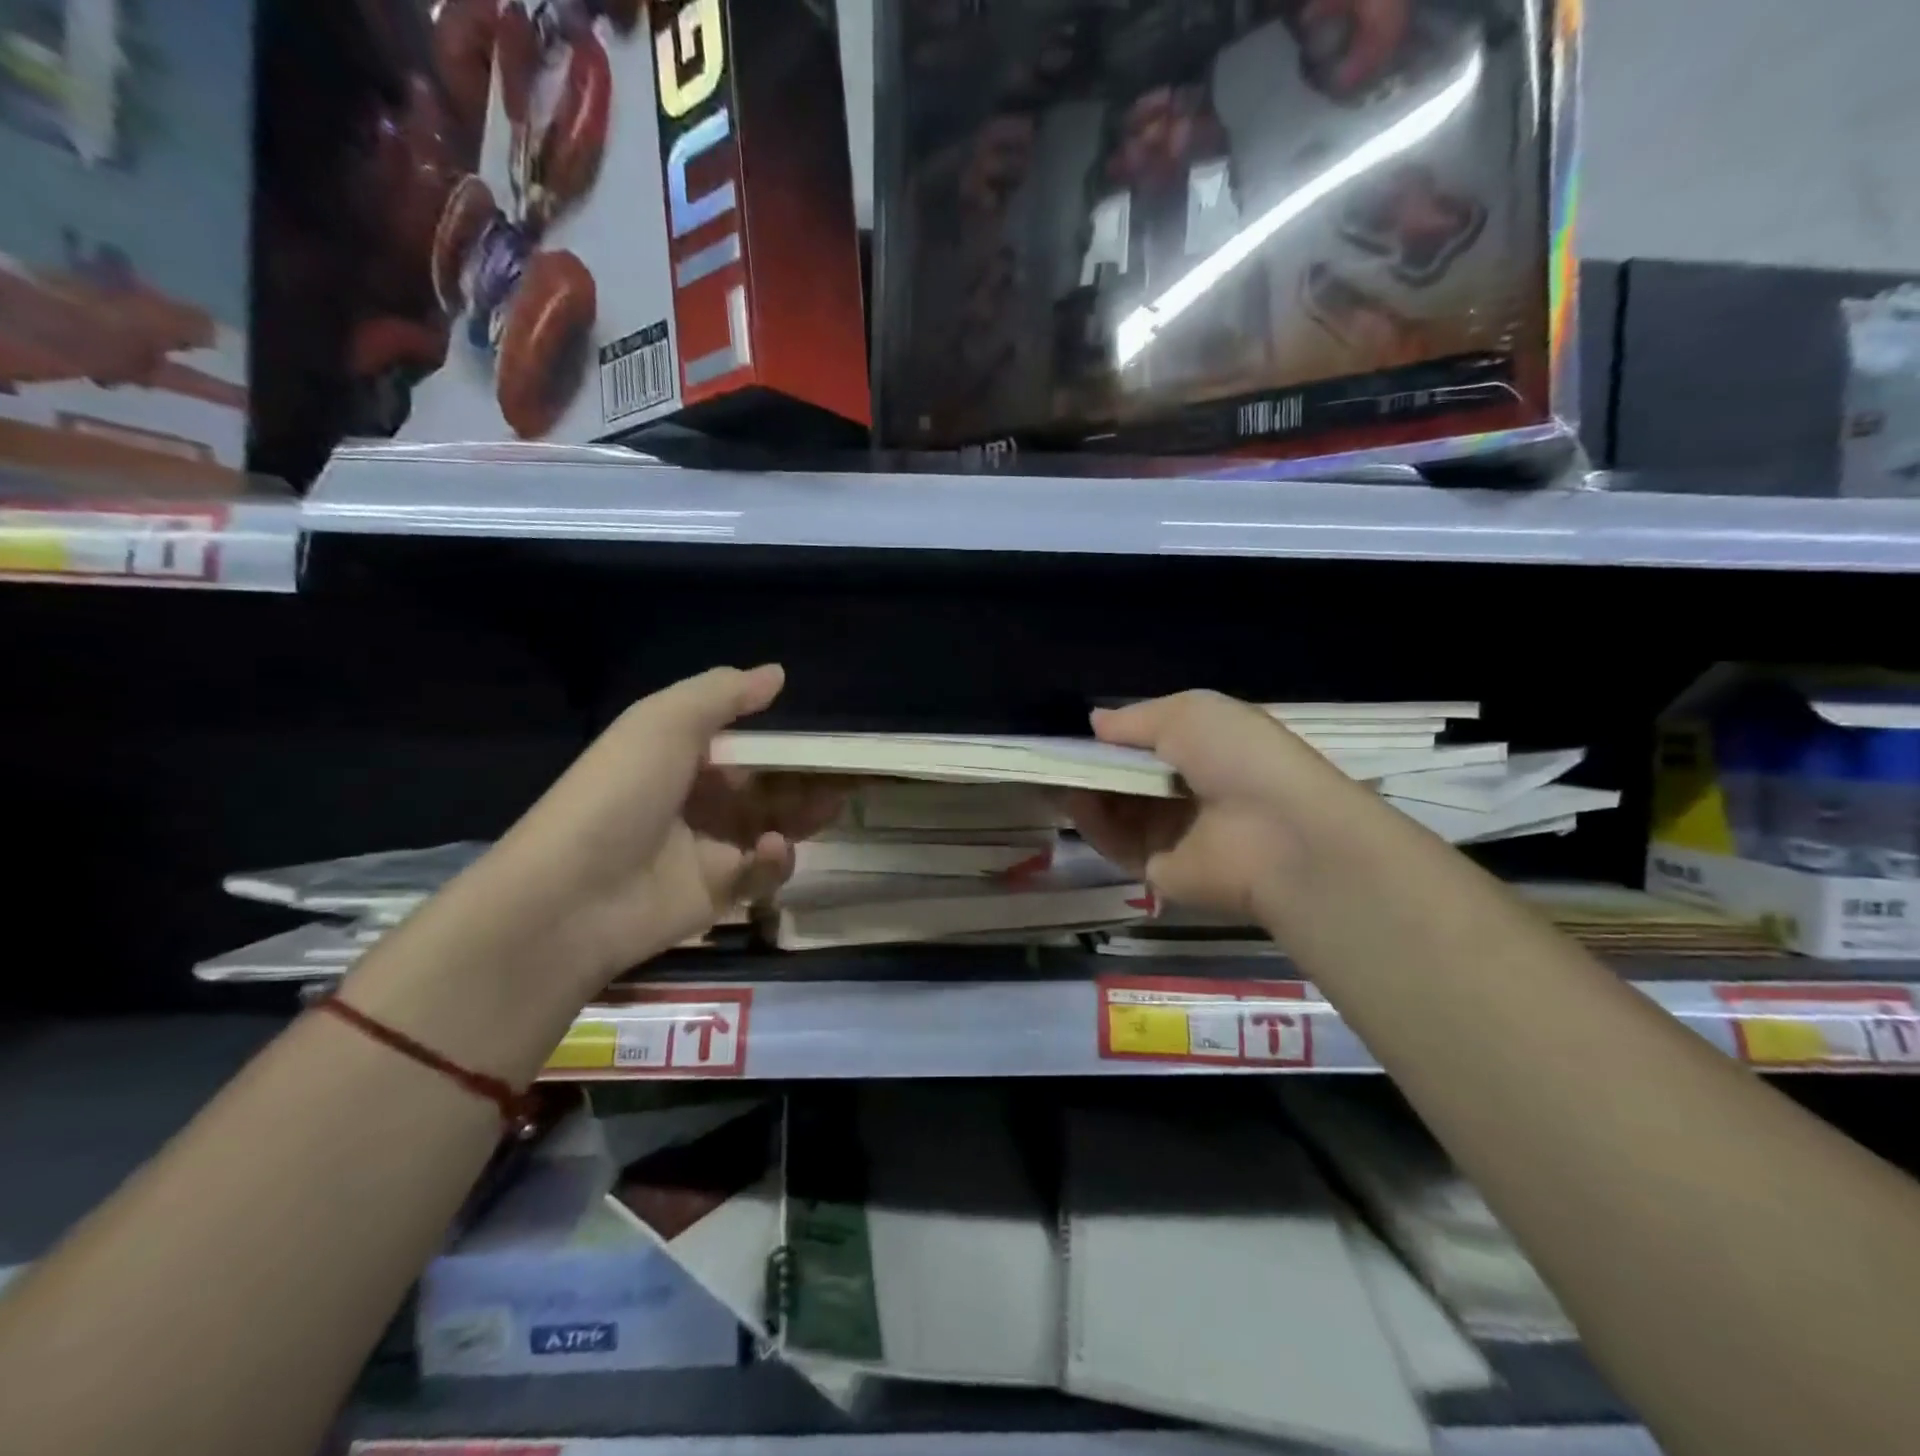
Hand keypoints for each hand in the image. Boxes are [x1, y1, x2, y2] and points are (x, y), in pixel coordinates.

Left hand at [444, 664, 841, 998]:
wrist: (572, 896)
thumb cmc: (620, 793)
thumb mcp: (664, 722)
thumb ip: (723, 694)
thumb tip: (777, 673)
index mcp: (679, 758)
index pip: (743, 745)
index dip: (783, 741)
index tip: (825, 738)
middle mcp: (695, 801)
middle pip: (765, 787)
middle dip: (805, 780)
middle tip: (848, 775)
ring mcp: (706, 850)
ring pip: (772, 828)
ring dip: (802, 815)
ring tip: (831, 805)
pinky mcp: (717, 894)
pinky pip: (760, 874)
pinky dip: (774, 860)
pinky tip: (772, 848)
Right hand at [1065, 691, 1372, 924]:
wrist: (1278, 834)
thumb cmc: (1239, 757)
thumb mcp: (1189, 713)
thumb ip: (1136, 718)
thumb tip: (1095, 721)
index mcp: (1208, 753)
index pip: (1153, 744)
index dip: (1117, 738)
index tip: (1079, 731)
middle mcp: (1190, 793)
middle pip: (1130, 779)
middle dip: (1095, 765)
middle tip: (1056, 754)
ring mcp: (1174, 834)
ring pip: (1117, 811)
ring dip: (1087, 791)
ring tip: (1056, 773)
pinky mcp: (1158, 870)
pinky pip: (1116, 844)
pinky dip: (1093, 823)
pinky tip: (1074, 801)